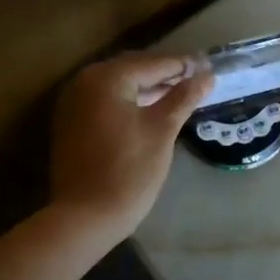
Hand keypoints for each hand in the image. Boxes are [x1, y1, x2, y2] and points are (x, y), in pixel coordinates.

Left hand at [49, 53, 210, 244]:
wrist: (85, 216)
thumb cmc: (129, 171)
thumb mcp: (162, 131)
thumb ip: (184, 97)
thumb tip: (207, 75)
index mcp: (106, 78)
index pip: (153, 63)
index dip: (183, 66)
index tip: (208, 68)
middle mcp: (84, 81)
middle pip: (132, 69)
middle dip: (164, 74)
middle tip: (195, 81)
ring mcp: (73, 102)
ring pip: (117, 85)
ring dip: (146, 87)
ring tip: (177, 96)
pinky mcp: (70, 122)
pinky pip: (104, 101)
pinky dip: (127, 101)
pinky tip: (148, 111)